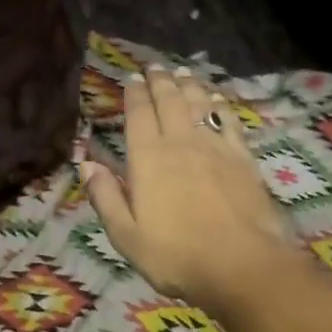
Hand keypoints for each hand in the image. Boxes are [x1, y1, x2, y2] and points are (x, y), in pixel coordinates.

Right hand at [83, 65, 318, 314]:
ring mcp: (216, 147)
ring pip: (199, 104)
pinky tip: (217, 100)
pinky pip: (230, 121)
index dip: (135, 93)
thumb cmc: (176, 255)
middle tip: (155, 67)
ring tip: (182, 73)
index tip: (132, 77)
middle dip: (161, 81)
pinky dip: (220, 106)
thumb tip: (87, 164)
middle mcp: (181, 142)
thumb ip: (106, 197)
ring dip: (189, 85)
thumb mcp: (126, 236)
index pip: (139, 113)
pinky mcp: (244, 158)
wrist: (242, 265)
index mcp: (148, 158)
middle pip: (170, 100)